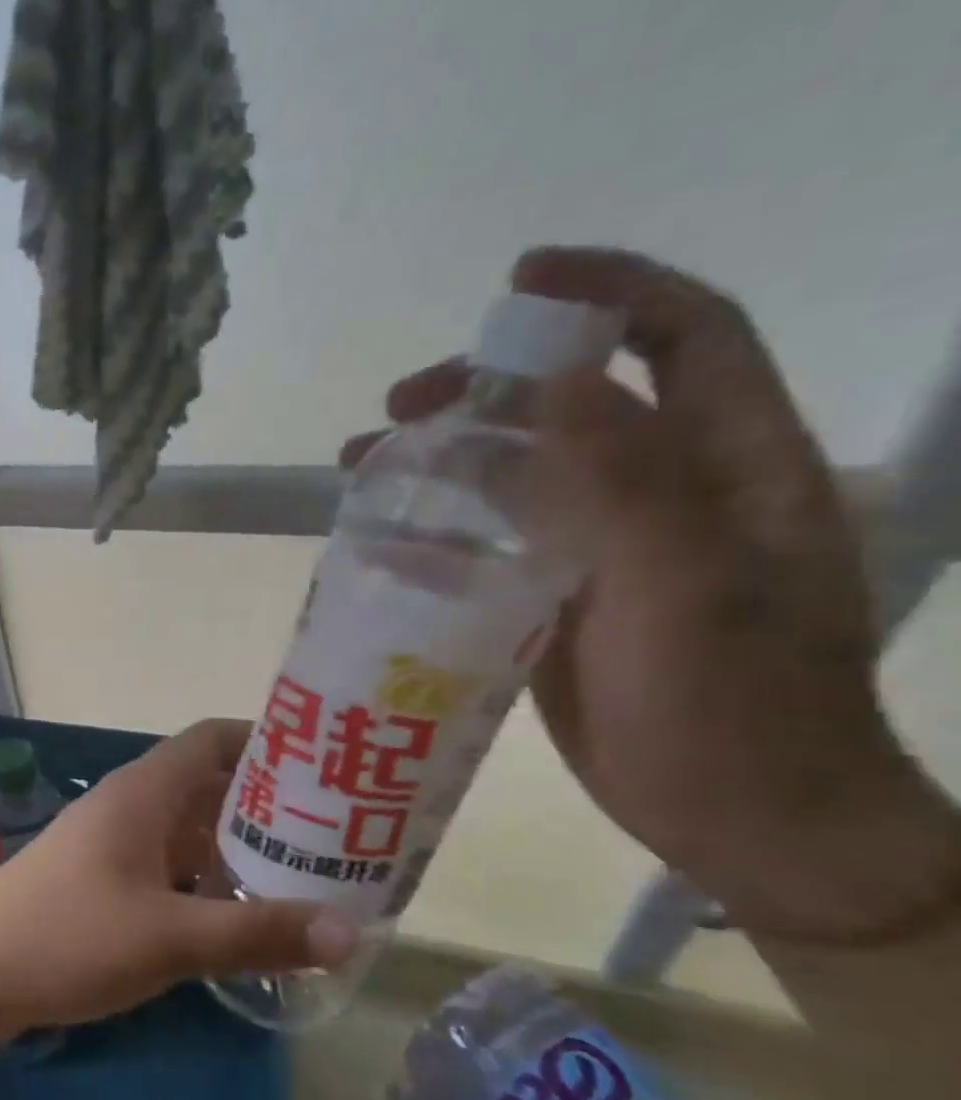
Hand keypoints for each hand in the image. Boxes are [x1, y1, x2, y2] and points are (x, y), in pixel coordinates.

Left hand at [0, 719, 359, 1042]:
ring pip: (190, 830)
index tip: (329, 770)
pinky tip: (241, 916)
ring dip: (240, 848)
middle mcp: (130, 806)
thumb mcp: (169, 938)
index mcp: (144, 792)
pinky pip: (169, 865)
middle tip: (338, 834)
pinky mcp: (102, 880)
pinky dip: (207, 879)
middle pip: (210, 785)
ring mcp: (113, 843)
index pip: (214, 739)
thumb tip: (351, 932)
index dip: (270, 744)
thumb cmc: (67, 936)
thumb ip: (257, 932)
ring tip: (308, 877)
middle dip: (270, 806)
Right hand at [354, 246, 960, 943]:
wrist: (737, 817)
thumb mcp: (686, 591)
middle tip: (398, 408)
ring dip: (444, 461)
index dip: (607, 291)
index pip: (683, 336)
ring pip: (519, 476)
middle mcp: (669, 493)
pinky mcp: (559, 599)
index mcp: (732, 466)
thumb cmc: (732, 708)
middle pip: (574, 405)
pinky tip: (385, 543)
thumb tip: (556, 381)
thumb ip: (628, 483)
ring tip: (362, 466)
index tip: (516, 282)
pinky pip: (494, 544)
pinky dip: (439, 532)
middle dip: (485, 389)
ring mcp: (608, 549)